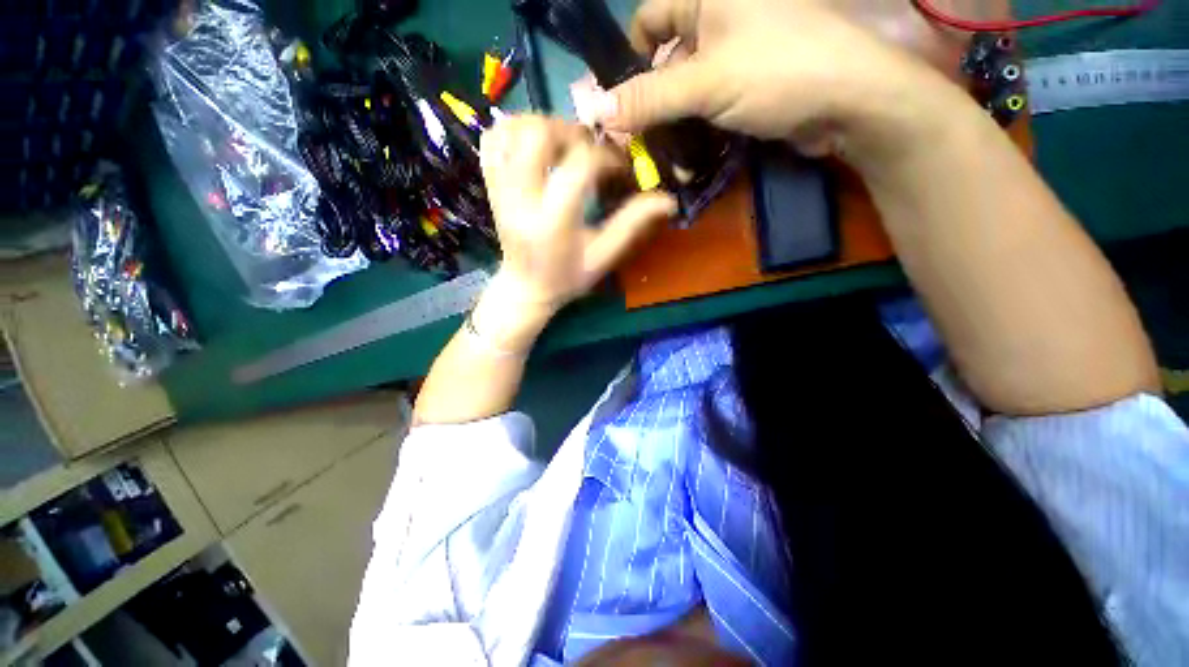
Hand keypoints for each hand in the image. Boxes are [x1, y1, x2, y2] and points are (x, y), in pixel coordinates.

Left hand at [474, 115, 676, 350]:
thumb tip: (668, 201)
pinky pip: (493, 139)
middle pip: (537, 134)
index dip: (606, 158)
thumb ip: (631, 225)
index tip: (618, 169)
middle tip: (589, 148)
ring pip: (511, 128)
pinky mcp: (489, 184)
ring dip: (543, 125)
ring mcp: (499, 189)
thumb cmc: (567, 277)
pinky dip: (515, 129)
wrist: (525, 288)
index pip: (578, 167)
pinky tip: (535, 145)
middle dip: (571, 131)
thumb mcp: (602, 257)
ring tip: (564, 145)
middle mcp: (520, 199)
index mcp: (552, 222)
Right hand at [595, 0, 964, 165]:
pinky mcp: (744, 85)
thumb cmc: (779, 73)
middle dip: (650, 104)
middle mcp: (717, 18)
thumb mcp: (706, 83)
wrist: (849, 101)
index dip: (631, 61)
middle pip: (664, 60)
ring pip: (684, 90)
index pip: (647, 21)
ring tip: (663, 160)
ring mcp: (732, 54)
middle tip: (637, 143)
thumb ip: (650, 98)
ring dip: (672, 126)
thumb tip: (599, 111)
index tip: (623, 106)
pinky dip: (694, 132)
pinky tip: (686, 159)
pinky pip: (706, 105)